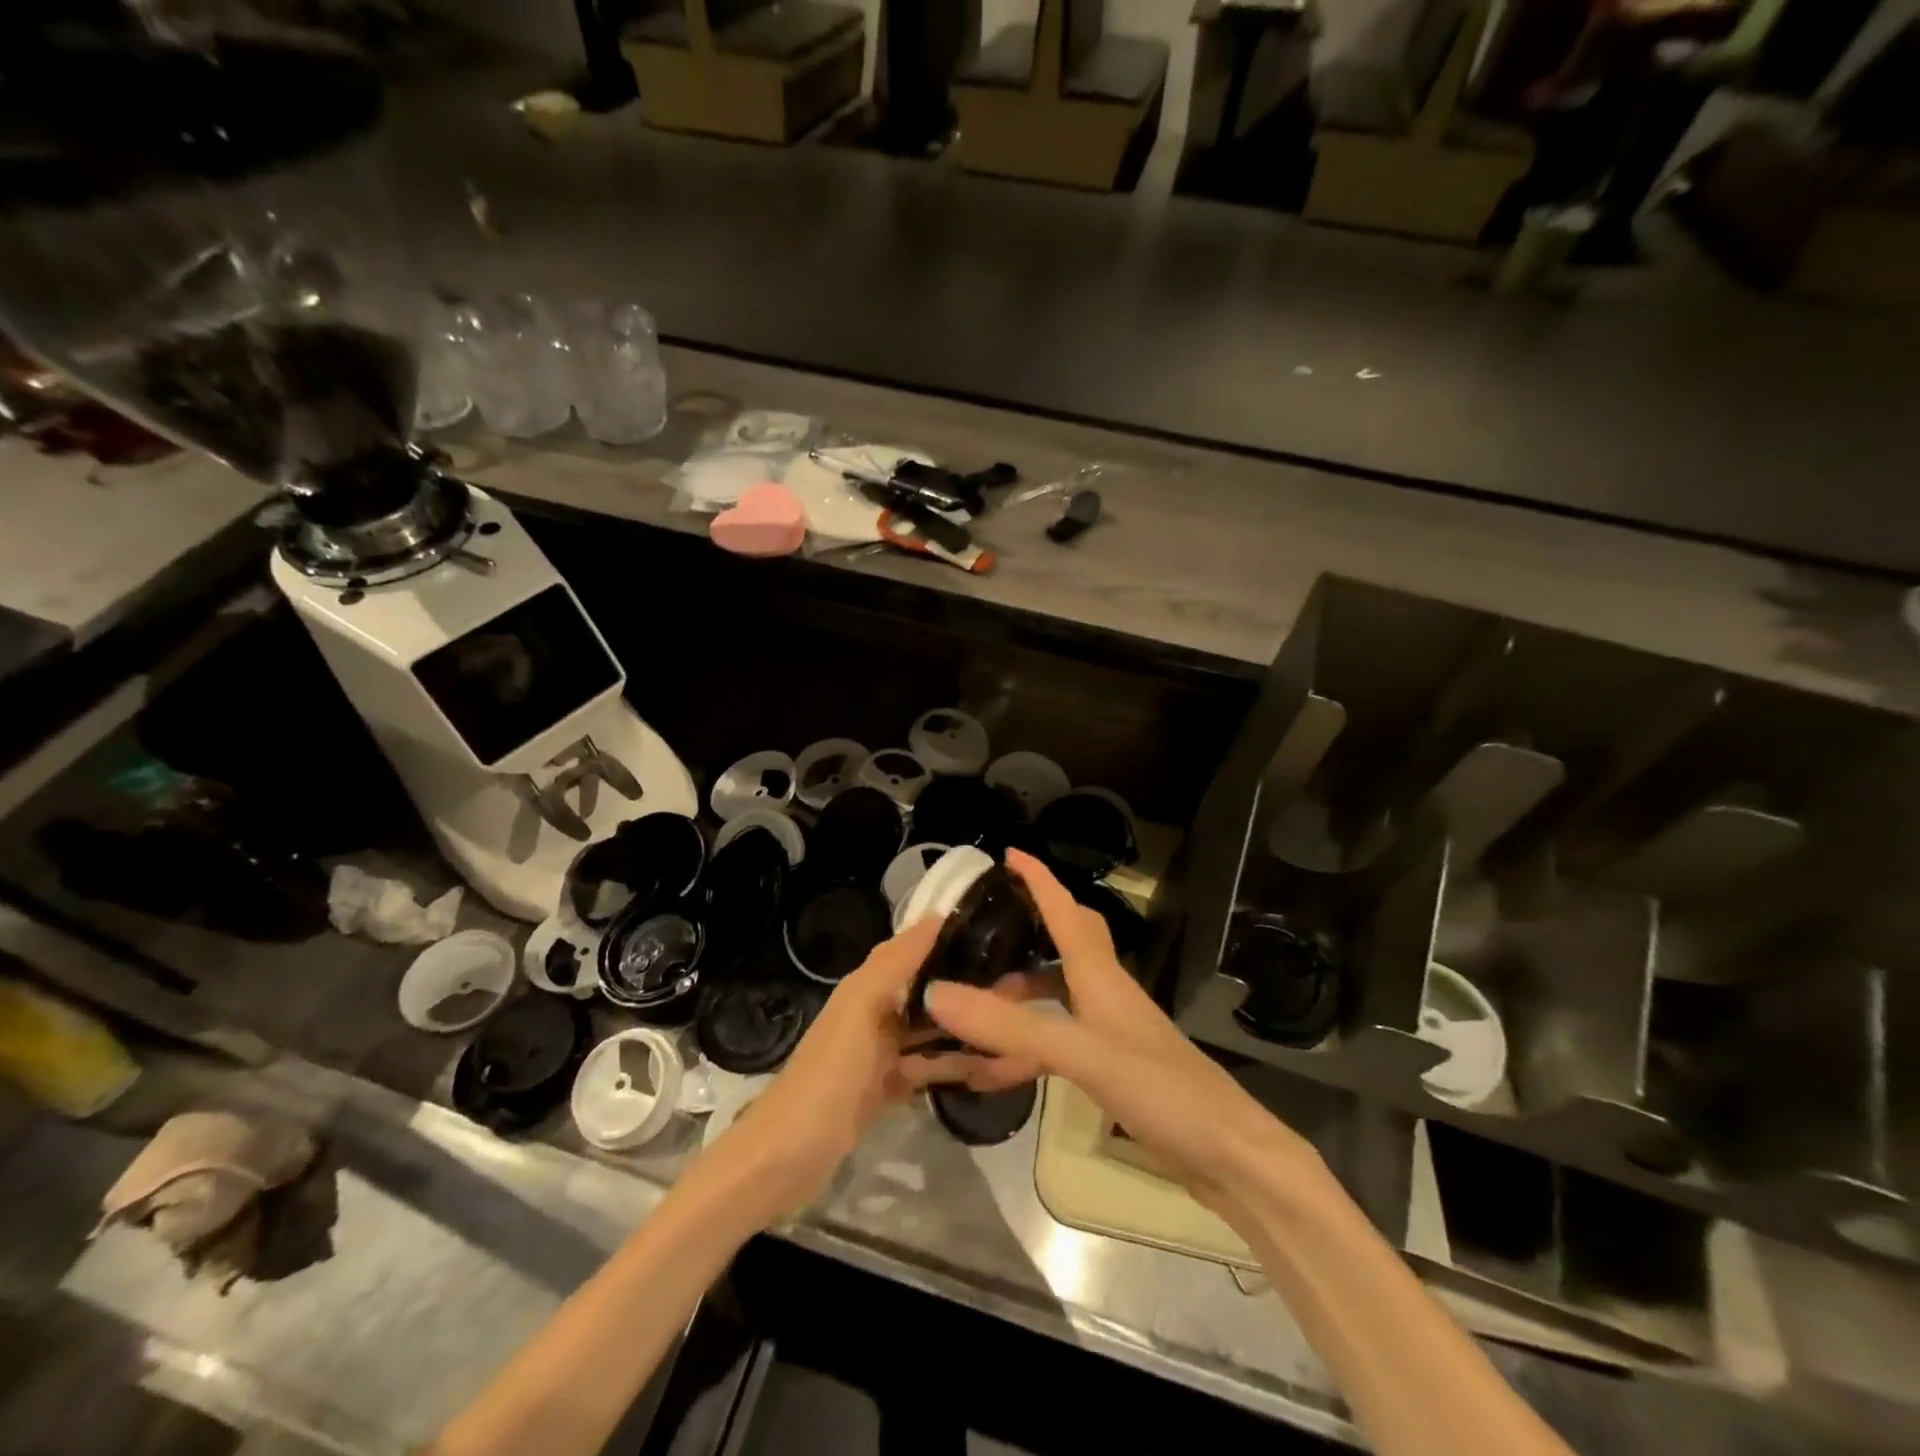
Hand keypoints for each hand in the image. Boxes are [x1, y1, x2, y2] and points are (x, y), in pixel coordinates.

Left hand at [705, 915, 991, 1223]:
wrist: (786, 1156)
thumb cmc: (829, 1074)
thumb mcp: (862, 1010)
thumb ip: (895, 963)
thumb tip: (936, 916)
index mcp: (868, 986)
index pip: (915, 947)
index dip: (950, 936)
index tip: (998, 931)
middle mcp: (876, 1011)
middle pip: (928, 989)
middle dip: (967, 985)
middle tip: (1021, 984)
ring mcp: (881, 1053)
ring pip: (932, 1031)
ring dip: (967, 1028)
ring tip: (1015, 1025)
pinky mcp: (887, 1088)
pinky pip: (928, 1068)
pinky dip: (954, 1066)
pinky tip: (991, 1068)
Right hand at [921, 850, 1320, 1211]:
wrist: (1227, 1154)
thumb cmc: (1160, 1088)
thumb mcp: (1080, 1053)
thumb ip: (1009, 1027)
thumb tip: (937, 993)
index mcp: (1100, 975)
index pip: (1065, 910)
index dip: (1038, 878)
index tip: (1009, 854)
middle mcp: (1105, 993)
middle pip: (1066, 942)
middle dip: (1028, 929)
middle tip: (983, 931)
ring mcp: (1111, 1031)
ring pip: (1056, 995)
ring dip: (1018, 995)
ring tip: (971, 1006)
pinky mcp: (1112, 1067)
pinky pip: (1058, 1041)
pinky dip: (1025, 1047)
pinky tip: (996, 1070)